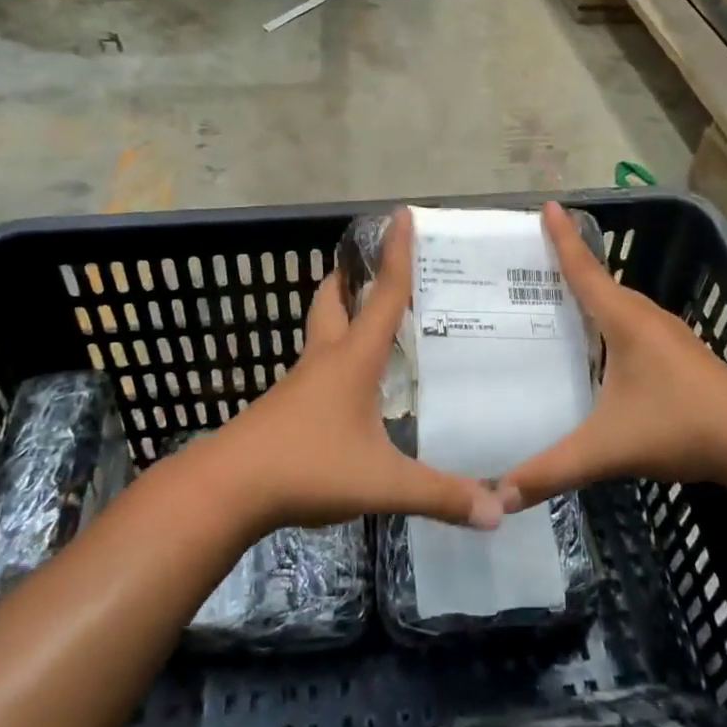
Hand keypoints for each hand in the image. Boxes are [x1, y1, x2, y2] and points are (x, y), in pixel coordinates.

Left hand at [201, 208, 508, 535]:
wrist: (226, 490)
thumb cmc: (307, 467)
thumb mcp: (382, 483)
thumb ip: (440, 495)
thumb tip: (499, 512)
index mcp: (353, 359)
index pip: (385, 295)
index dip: (397, 254)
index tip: (403, 214)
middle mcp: (325, 359)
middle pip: (334, 302)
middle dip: (351, 278)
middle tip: (373, 266)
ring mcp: (300, 383)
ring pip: (321, 333)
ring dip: (340, 315)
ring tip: (368, 317)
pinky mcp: (285, 408)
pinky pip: (316, 367)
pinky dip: (334, 357)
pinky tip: (350, 385)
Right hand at [503, 202, 726, 505]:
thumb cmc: (680, 426)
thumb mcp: (608, 449)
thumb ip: (553, 470)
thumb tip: (498, 496)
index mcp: (625, 320)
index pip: (584, 270)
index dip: (562, 238)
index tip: (547, 204)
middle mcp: (646, 317)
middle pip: (600, 282)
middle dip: (567, 266)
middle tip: (528, 267)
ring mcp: (668, 334)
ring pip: (620, 304)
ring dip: (591, 295)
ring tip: (556, 303)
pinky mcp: (681, 354)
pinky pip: (634, 323)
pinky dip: (609, 320)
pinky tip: (600, 347)